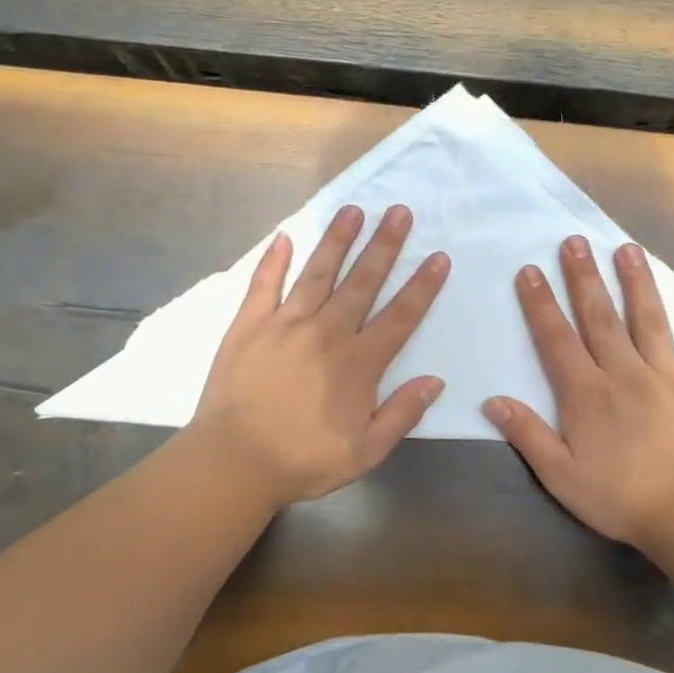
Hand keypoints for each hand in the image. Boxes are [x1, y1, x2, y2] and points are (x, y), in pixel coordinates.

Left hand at [193, 204, 449, 508]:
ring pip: (317, 273)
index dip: (422, 287)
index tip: (438, 257)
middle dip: (384, 245)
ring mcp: (285, 324)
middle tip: (399, 211)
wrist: (235, 462)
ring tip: (353, 210)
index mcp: (358, 364)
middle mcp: (326, 333)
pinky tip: (284, 237)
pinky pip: (263, 285)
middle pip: (362, 282)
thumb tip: (434, 380)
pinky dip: (273, 260)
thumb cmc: (303, 460)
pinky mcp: (249, 325)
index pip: (400, 317)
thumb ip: (402, 413)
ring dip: (337, 241)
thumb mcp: (366, 451)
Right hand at [484, 235, 673, 548]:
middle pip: (600, 316)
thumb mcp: (560, 475)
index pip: (557, 338)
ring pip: (649, 318)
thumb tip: (492, 400)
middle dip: (584, 277)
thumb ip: (527, 434)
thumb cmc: (619, 496)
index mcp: (587, 392)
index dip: (540, 303)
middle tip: (574, 241)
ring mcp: (668, 374)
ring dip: (636, 282)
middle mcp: (625, 372)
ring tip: (626, 248)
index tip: (530, 270)